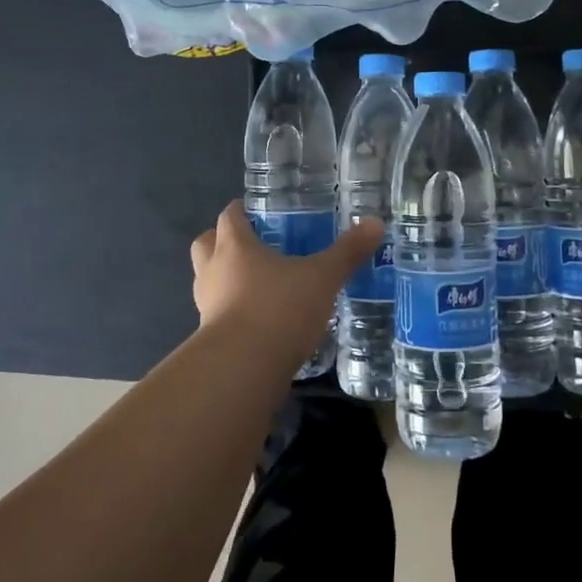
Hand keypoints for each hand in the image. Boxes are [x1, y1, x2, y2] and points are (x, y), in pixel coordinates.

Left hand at [189, 201, 383, 366]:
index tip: (260, 212)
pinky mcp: (210, 339)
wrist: (242, 370)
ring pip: (209, 281)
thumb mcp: (322, 278)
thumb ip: (347, 252)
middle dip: (223, 242)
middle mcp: (213, 270)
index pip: (229, 216)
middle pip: (206, 244)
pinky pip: (219, 315)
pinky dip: (235, 313)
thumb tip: (376, 223)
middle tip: (255, 246)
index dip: (242, 211)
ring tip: (262, 286)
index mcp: (234, 246)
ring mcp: (206, 306)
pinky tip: (263, 322)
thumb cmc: (279, 309)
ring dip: (227, 279)